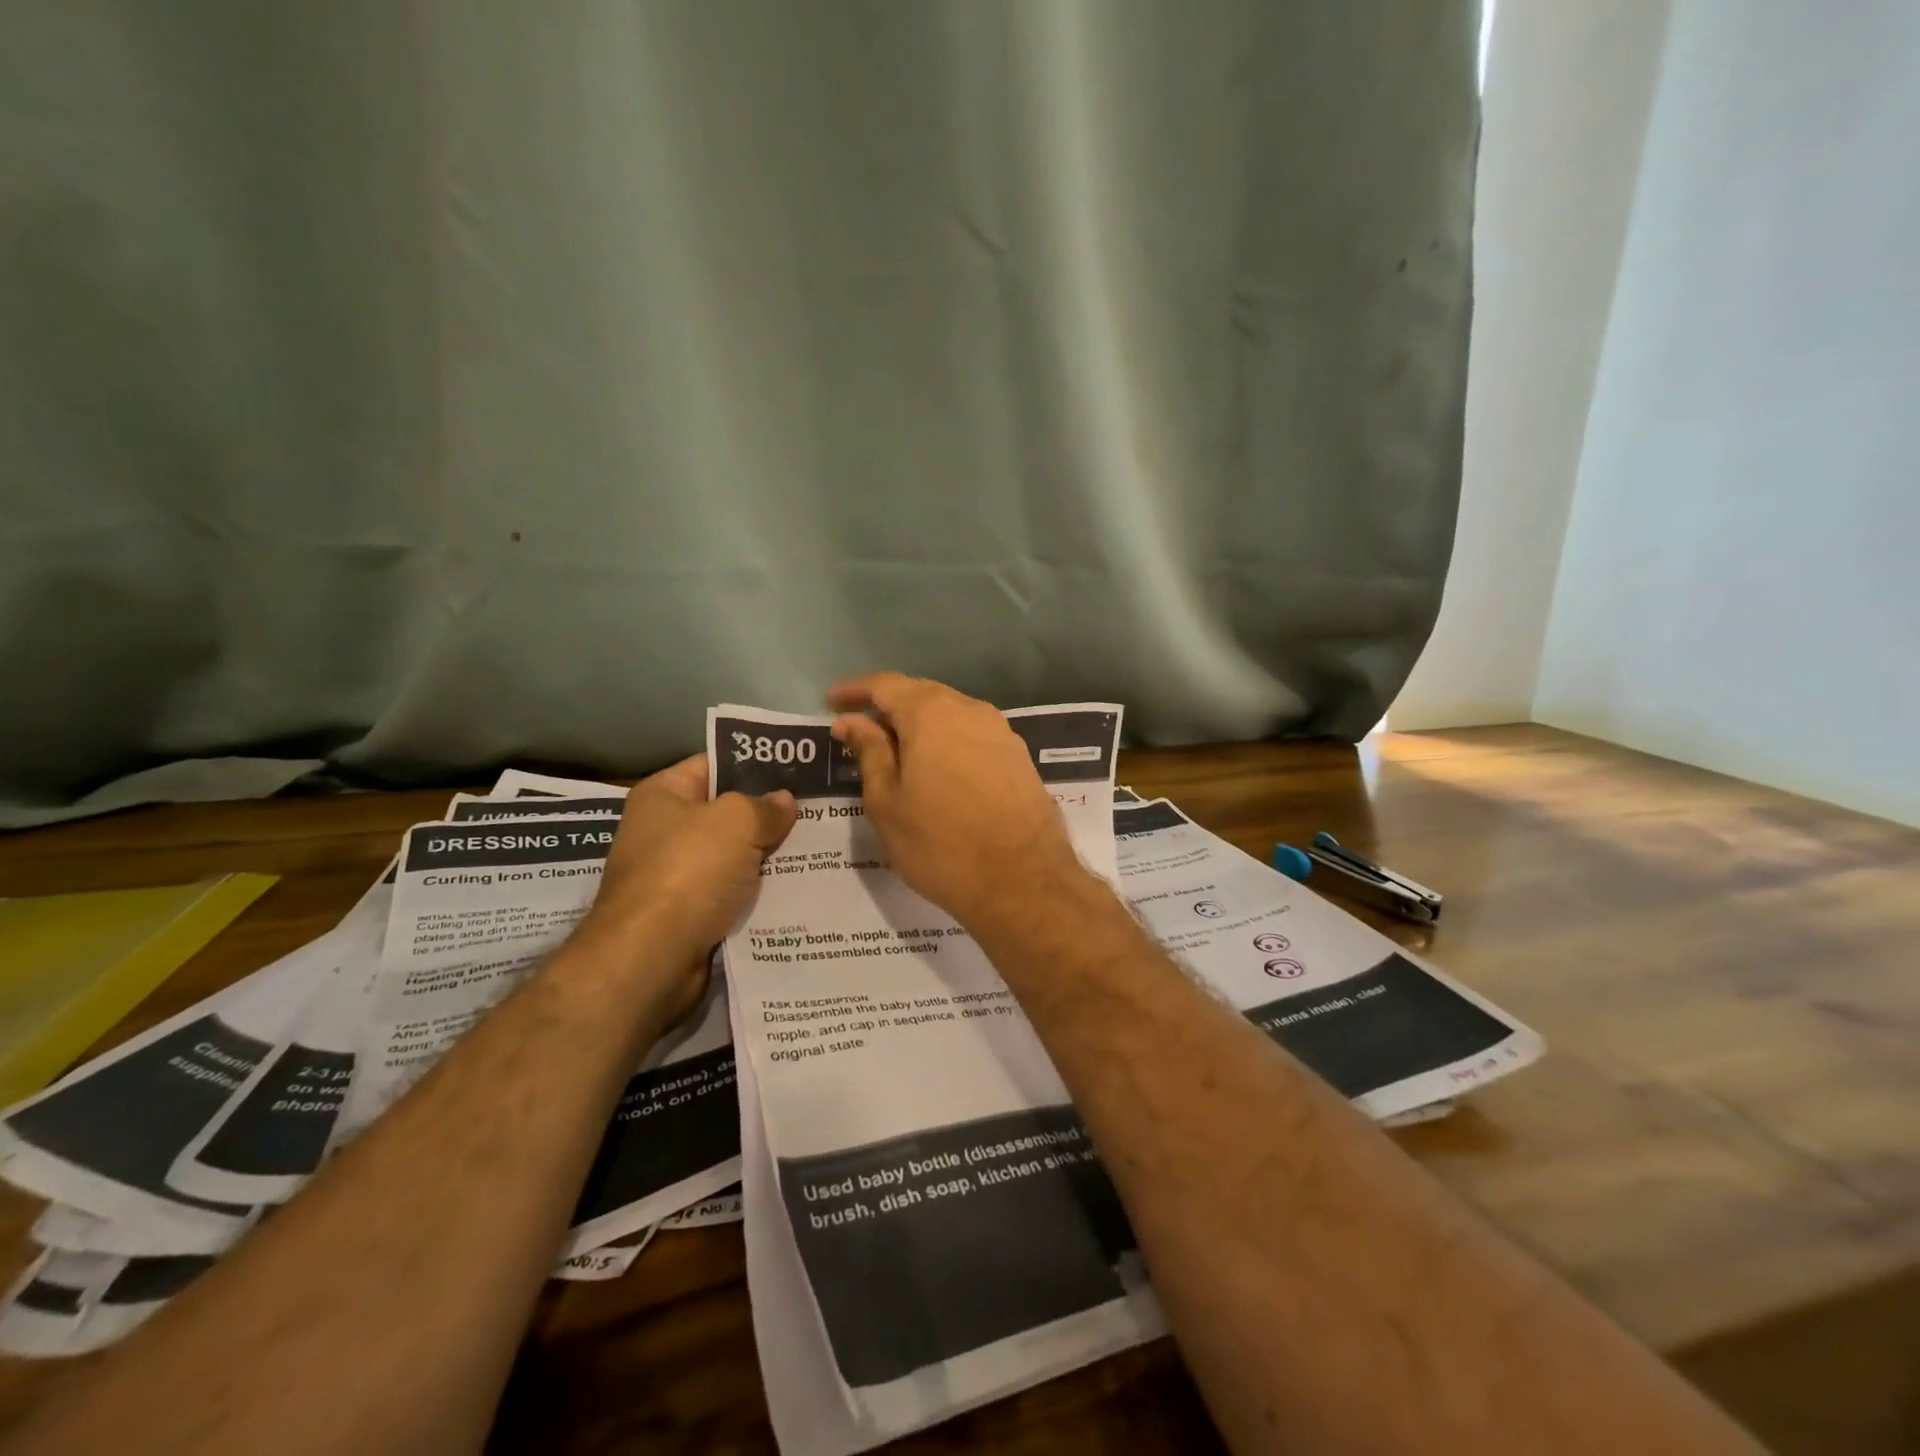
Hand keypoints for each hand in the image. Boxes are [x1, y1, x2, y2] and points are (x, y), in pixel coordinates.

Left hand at [571, 755, 796, 1020]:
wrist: (652, 958)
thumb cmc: (689, 872)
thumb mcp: (736, 821)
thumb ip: (765, 806)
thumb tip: (785, 801)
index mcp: (664, 795)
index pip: (715, 764)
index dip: (756, 763)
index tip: (800, 769)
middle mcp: (664, 831)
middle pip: (728, 813)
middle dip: (770, 814)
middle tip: (820, 809)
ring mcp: (676, 875)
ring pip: (736, 856)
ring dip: (770, 856)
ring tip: (820, 846)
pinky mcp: (690, 914)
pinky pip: (734, 893)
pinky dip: (761, 892)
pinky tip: (800, 887)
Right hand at [827, 673, 1088, 930]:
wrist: (1023, 882)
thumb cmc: (940, 844)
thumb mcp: (888, 802)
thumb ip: (869, 753)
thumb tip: (852, 722)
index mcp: (931, 713)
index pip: (885, 685)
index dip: (854, 691)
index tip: (830, 702)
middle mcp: (970, 709)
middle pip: (920, 694)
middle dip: (887, 706)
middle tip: (858, 729)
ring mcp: (1001, 731)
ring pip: (949, 714)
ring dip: (918, 725)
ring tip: (894, 751)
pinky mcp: (1018, 756)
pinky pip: (971, 735)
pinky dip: (945, 741)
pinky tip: (935, 767)